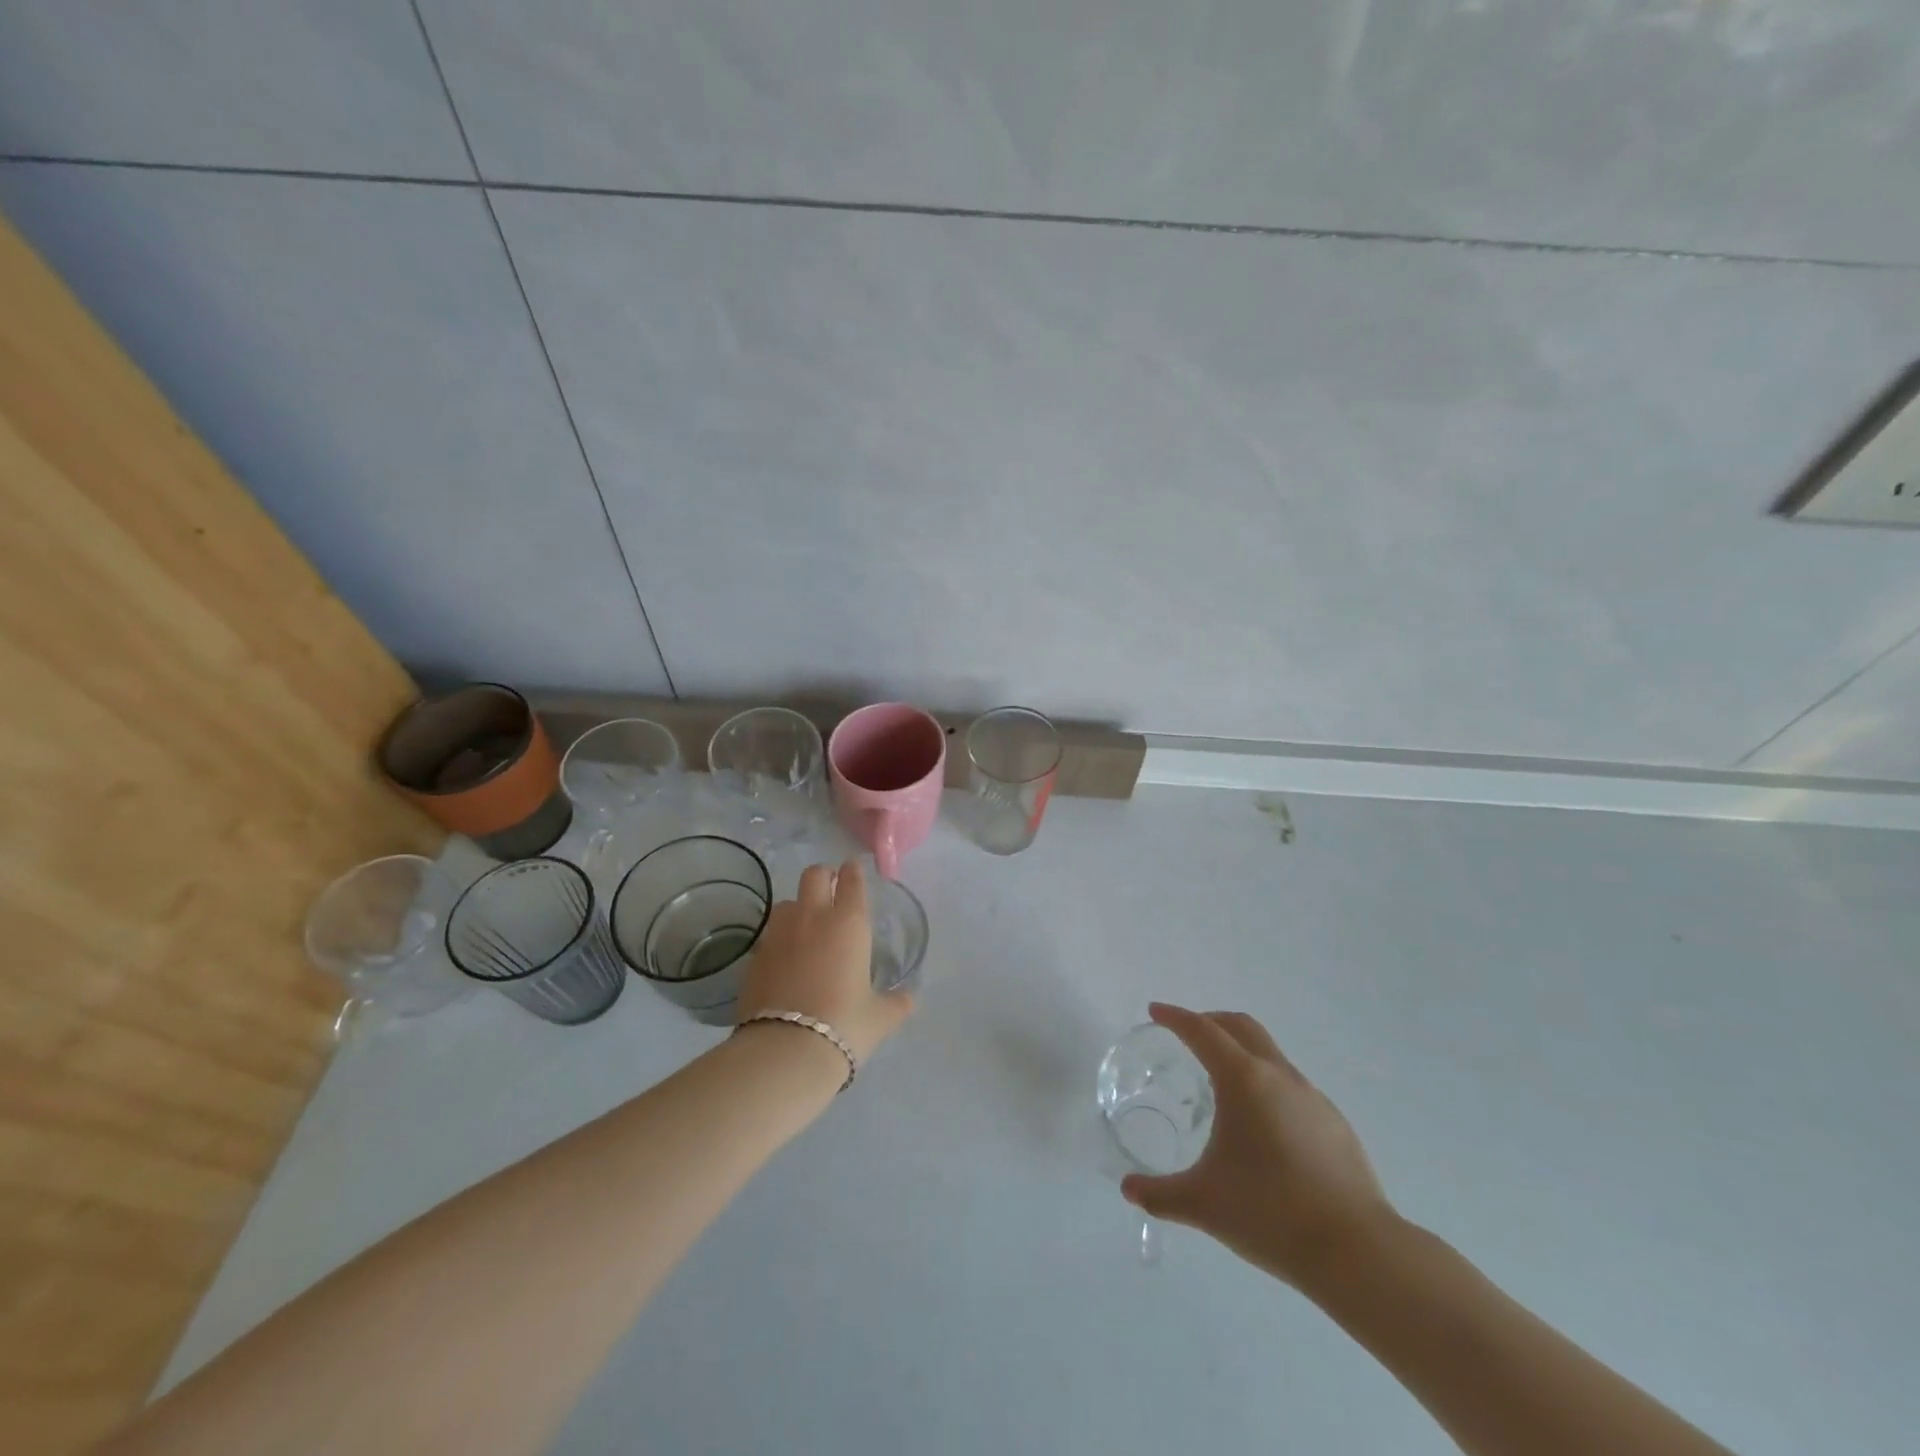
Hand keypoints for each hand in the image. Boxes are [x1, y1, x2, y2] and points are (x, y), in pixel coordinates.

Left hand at [735, 859, 912, 1062]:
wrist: (785, 1051)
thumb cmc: (844, 1025)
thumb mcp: (880, 1017)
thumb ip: (897, 1003)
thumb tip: (908, 999)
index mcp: (849, 923)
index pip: (852, 880)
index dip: (854, 871)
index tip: (854, 869)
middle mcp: (813, 917)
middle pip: (814, 875)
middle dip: (824, 876)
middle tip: (832, 889)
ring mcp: (779, 934)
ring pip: (787, 902)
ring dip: (799, 906)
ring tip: (806, 926)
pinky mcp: (755, 956)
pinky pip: (770, 934)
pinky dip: (780, 938)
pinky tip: (786, 958)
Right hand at [1121, 1002, 1395, 1289]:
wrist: (1357, 1251)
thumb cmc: (1269, 1214)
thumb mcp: (1202, 1204)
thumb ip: (1159, 1194)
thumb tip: (1128, 1189)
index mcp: (1243, 1080)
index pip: (1202, 1032)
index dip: (1176, 1018)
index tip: (1156, 1012)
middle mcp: (1279, 1076)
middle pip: (1241, 1027)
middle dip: (1210, 1022)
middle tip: (1187, 1034)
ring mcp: (1312, 1097)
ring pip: (1270, 1054)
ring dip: (1242, 1053)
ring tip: (1222, 1085)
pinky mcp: (1335, 1123)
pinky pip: (1292, 1086)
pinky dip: (1267, 1085)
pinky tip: (1263, 1128)